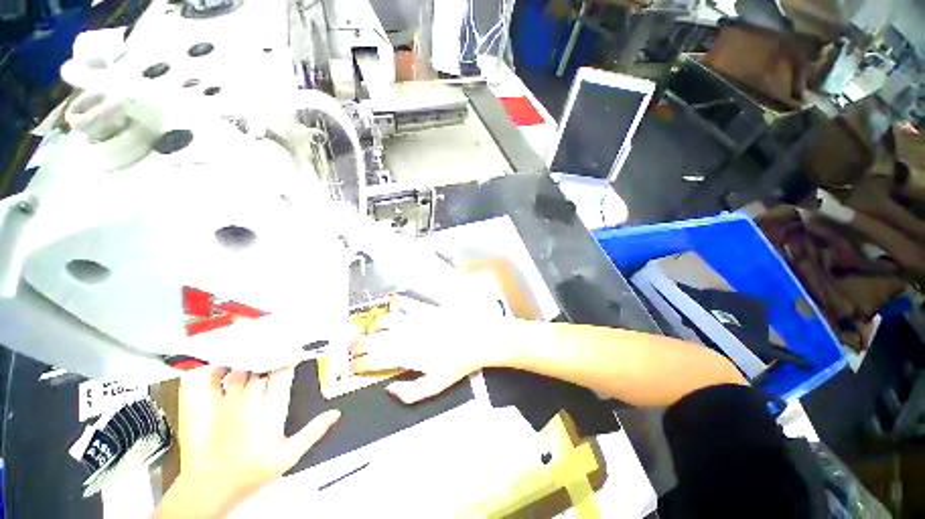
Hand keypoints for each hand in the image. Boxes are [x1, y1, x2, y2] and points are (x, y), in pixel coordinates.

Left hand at [155, 366, 339, 517]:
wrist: (213, 486)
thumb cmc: (253, 471)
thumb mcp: (289, 455)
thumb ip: (313, 431)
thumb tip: (335, 413)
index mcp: (272, 409)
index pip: (283, 373)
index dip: (291, 358)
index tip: (299, 349)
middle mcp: (251, 400)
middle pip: (264, 367)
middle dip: (274, 355)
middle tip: (283, 344)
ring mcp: (229, 402)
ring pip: (243, 369)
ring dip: (253, 359)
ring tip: (262, 349)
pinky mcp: (212, 406)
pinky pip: (215, 378)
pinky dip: (223, 368)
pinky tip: (232, 363)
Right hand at [349, 311, 515, 403]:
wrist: (475, 339)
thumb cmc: (456, 364)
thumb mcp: (435, 386)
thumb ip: (409, 393)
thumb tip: (389, 389)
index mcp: (404, 355)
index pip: (372, 359)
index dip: (358, 364)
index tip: (353, 367)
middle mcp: (403, 335)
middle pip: (371, 338)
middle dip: (357, 345)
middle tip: (353, 349)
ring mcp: (412, 320)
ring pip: (383, 319)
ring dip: (372, 326)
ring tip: (371, 331)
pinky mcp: (422, 309)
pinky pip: (403, 304)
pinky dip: (393, 306)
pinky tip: (392, 308)